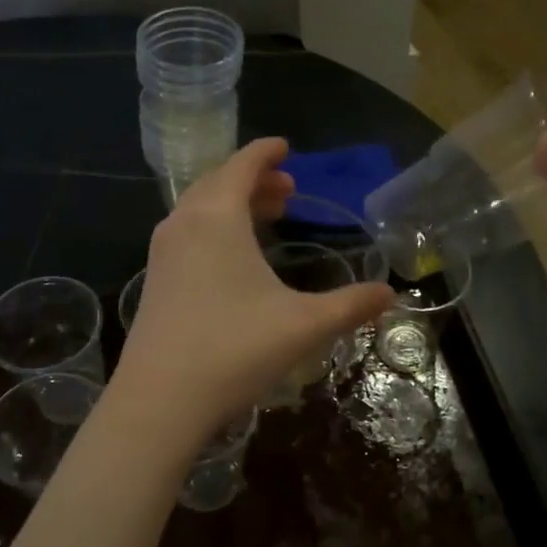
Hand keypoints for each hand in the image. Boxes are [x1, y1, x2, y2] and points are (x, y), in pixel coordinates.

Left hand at [116, 139, 393, 436]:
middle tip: (287, 190)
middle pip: (218, 184)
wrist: (159, 400)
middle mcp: (183, 224)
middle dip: (253, 180)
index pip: (241, 166)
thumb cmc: (235, 349)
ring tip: (267, 217)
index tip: (285, 147)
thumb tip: (391, 295)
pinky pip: (187, 235)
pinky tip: (234, 259)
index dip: (265, 152)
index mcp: (217, 217)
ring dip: (233, 205)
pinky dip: (214, 228)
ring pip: (199, 210)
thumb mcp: (304, 325)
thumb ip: (351, 305)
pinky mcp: (154, 282)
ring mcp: (162, 254)